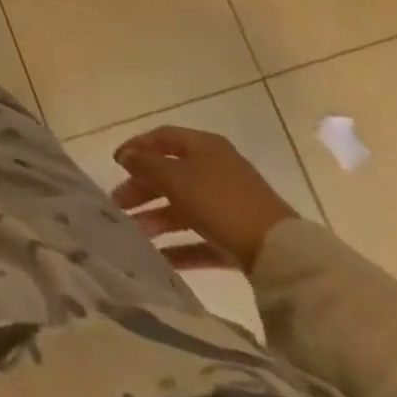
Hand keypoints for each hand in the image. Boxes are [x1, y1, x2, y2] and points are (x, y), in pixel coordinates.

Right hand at [112, 125, 299, 272]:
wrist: (280, 254)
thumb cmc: (220, 202)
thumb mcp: (175, 178)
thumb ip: (146, 165)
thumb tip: (126, 155)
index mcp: (204, 147)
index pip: (163, 137)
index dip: (137, 147)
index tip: (115, 162)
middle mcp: (217, 170)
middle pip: (170, 174)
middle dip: (142, 189)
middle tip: (118, 204)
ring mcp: (229, 205)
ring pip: (183, 207)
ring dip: (157, 218)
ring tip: (133, 233)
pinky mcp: (238, 237)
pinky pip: (201, 237)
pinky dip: (180, 246)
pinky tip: (160, 258)